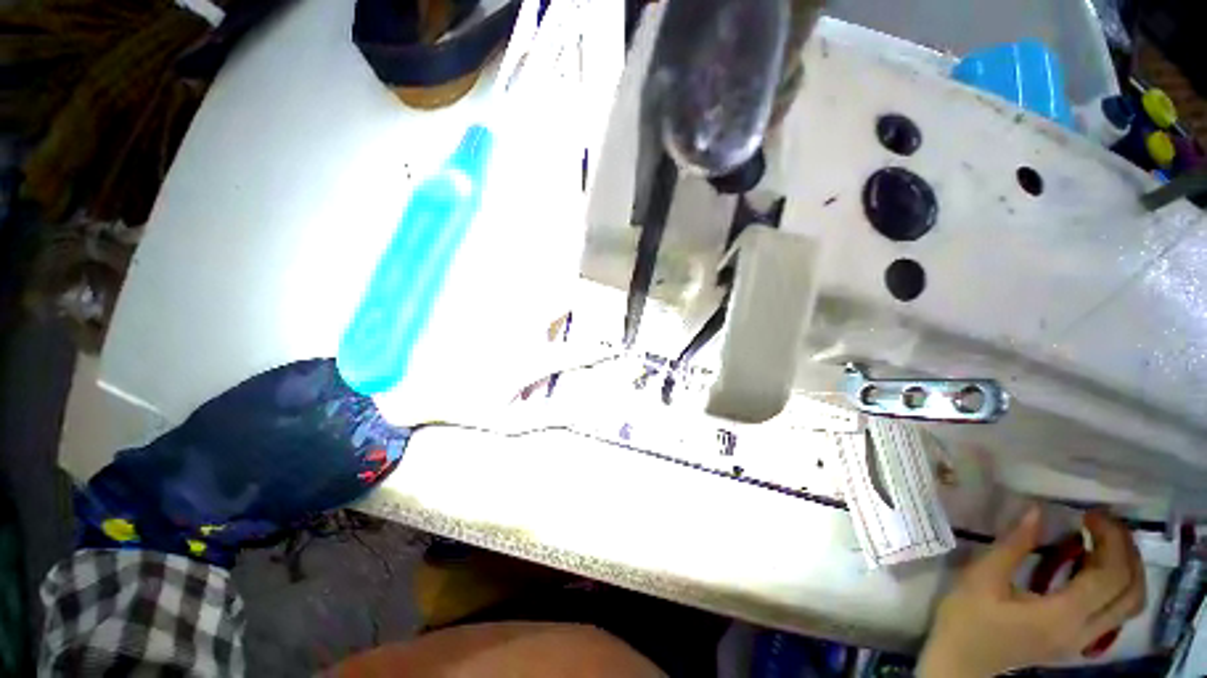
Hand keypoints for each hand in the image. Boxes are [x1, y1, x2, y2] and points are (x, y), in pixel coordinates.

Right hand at [917, 507, 1146, 676]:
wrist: (962, 661)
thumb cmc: (968, 618)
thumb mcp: (982, 578)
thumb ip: (1012, 546)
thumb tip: (1037, 511)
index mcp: (1062, 617)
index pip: (1109, 576)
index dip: (1109, 540)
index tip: (1089, 514)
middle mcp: (1084, 632)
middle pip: (1130, 590)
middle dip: (1126, 550)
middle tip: (1102, 523)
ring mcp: (1084, 641)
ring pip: (1130, 604)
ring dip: (1128, 569)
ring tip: (1105, 541)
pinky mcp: (1079, 642)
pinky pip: (1116, 612)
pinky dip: (1117, 585)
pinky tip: (1093, 568)